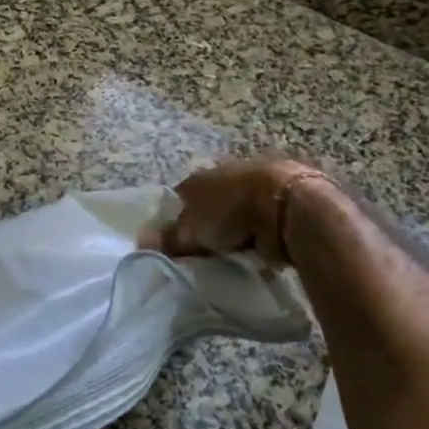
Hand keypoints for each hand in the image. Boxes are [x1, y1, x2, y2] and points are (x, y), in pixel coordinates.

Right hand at [140, 157, 327, 262]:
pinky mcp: (283, 197)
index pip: (180, 198)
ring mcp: (256, 183)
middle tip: (206, 251)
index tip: (177, 242)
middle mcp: (226, 174)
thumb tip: (140, 241)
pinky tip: (260, 250)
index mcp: (200, 178)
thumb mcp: (193, 230)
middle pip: (210, 203)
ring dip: (237, 228)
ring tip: (234, 254)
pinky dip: (260, 232)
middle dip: (209, 224)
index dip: (176, 219)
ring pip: (238, 209)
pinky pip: (263, 218)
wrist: (288, 203)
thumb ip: (169, 237)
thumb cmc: (231, 212)